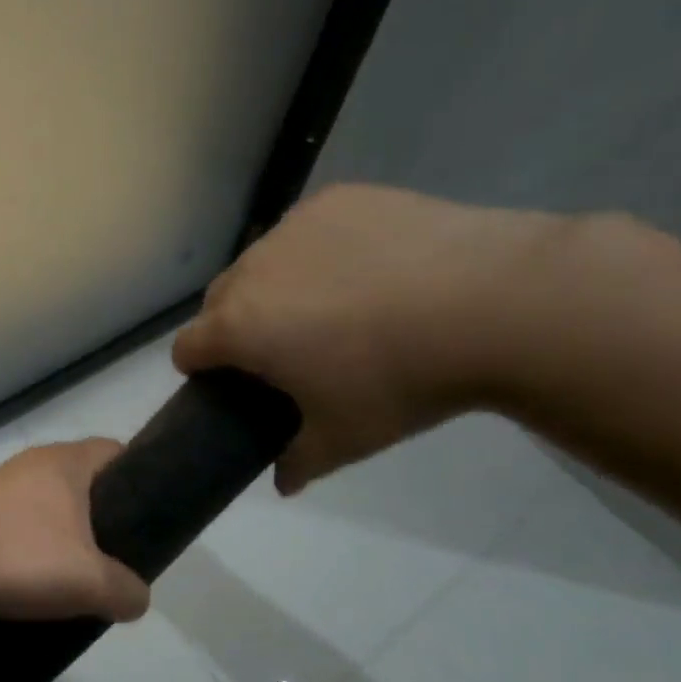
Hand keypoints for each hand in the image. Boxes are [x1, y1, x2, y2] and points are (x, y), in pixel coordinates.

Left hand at [0, 440, 150, 622]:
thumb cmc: (18, 556)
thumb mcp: (89, 582)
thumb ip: (126, 590)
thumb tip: (136, 598)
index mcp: (66, 462)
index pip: (117, 452)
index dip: (141, 478)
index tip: (152, 515)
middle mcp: (34, 464)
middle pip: (85, 482)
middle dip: (106, 516)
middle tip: (121, 554)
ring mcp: (1, 487)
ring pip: (52, 506)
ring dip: (69, 536)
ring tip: (81, 574)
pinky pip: (22, 524)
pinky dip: (36, 546)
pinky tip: (38, 580)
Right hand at [174, 184, 566, 493]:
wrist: (494, 302)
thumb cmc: (399, 380)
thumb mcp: (344, 439)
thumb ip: (298, 462)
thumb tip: (282, 483)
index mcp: (239, 327)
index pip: (186, 347)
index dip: (200, 371)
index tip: (232, 384)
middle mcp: (252, 268)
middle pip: (218, 300)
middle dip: (235, 326)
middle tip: (287, 351)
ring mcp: (295, 227)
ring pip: (262, 261)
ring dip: (275, 286)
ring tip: (336, 306)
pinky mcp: (339, 198)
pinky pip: (308, 231)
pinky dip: (320, 250)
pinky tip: (371, 268)